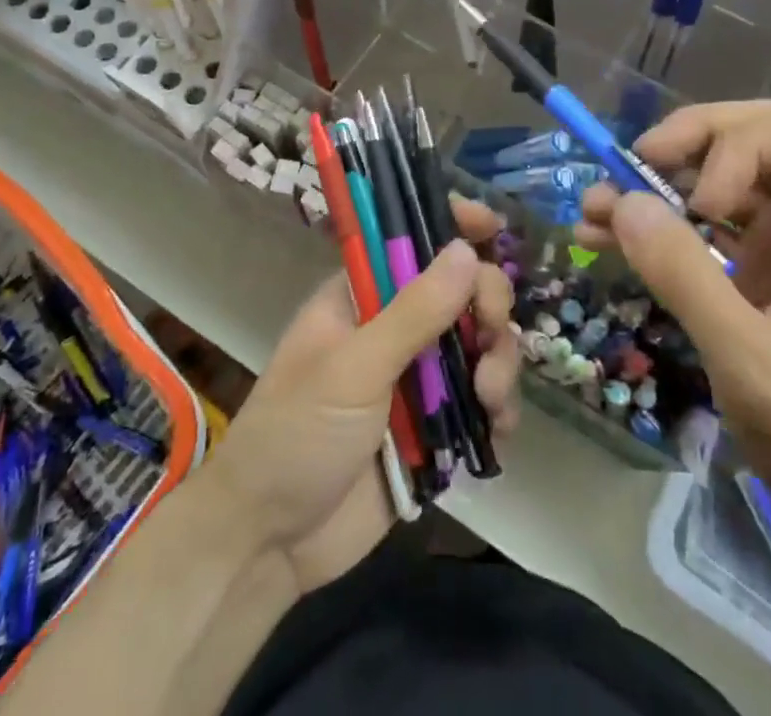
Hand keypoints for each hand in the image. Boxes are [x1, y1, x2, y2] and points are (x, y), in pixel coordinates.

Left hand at [205, 197, 519, 592]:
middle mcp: (394, 327)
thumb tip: (465, 249)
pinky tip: (498, 429)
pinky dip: (499, 409)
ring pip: (479, 344)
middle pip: (461, 290)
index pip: (410, 240)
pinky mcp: (435, 427)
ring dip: (499, 363)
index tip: (491, 226)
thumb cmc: (296, 435)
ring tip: (490, 400)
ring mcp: (417, 377)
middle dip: (487, 306)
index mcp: (362, 296)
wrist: (270, 545)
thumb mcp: (353, 369)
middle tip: (489, 333)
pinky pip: (483, 400)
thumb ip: (413, 312)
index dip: (450, 226)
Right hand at [579, 101, 770, 567]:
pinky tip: (607, 235)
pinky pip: (709, 223)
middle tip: (634, 165)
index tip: (701, 201)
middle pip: (758, 138)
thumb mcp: (749, 358)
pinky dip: (662, 223)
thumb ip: (683, 274)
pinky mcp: (767, 269)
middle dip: (691, 145)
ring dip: (661, 182)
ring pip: (725, 175)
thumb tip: (621, 200)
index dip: (740, 147)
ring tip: (598, 201)